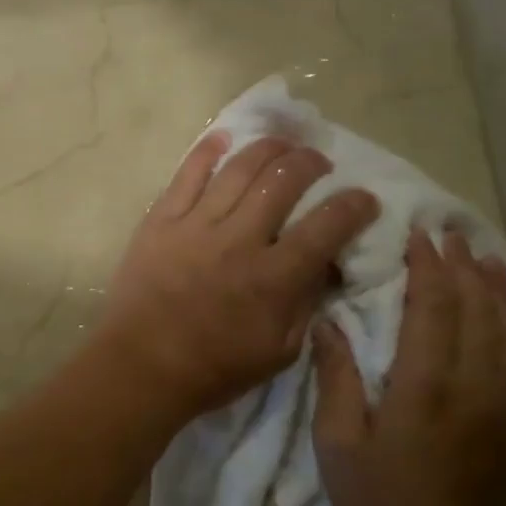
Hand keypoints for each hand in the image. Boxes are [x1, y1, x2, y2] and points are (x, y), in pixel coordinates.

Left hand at [94, 132, 379, 421]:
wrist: (140, 365)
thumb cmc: (214, 368)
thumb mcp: (279, 352)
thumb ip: (306, 304)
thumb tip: (326, 264)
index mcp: (273, 277)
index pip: (327, 226)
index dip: (354, 206)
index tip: (365, 198)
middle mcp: (239, 240)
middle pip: (283, 180)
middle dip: (311, 162)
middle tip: (319, 162)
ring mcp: (196, 224)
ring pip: (239, 168)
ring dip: (268, 148)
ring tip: (283, 143)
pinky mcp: (161, 219)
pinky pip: (187, 173)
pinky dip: (208, 150)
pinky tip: (225, 137)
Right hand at [312, 229, 505, 505]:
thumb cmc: (376, 501)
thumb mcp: (337, 441)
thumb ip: (337, 378)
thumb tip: (329, 323)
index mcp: (424, 386)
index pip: (432, 308)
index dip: (428, 268)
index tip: (420, 235)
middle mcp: (473, 388)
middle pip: (477, 312)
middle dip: (464, 268)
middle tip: (452, 234)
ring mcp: (505, 411)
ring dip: (501, 293)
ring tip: (491, 260)